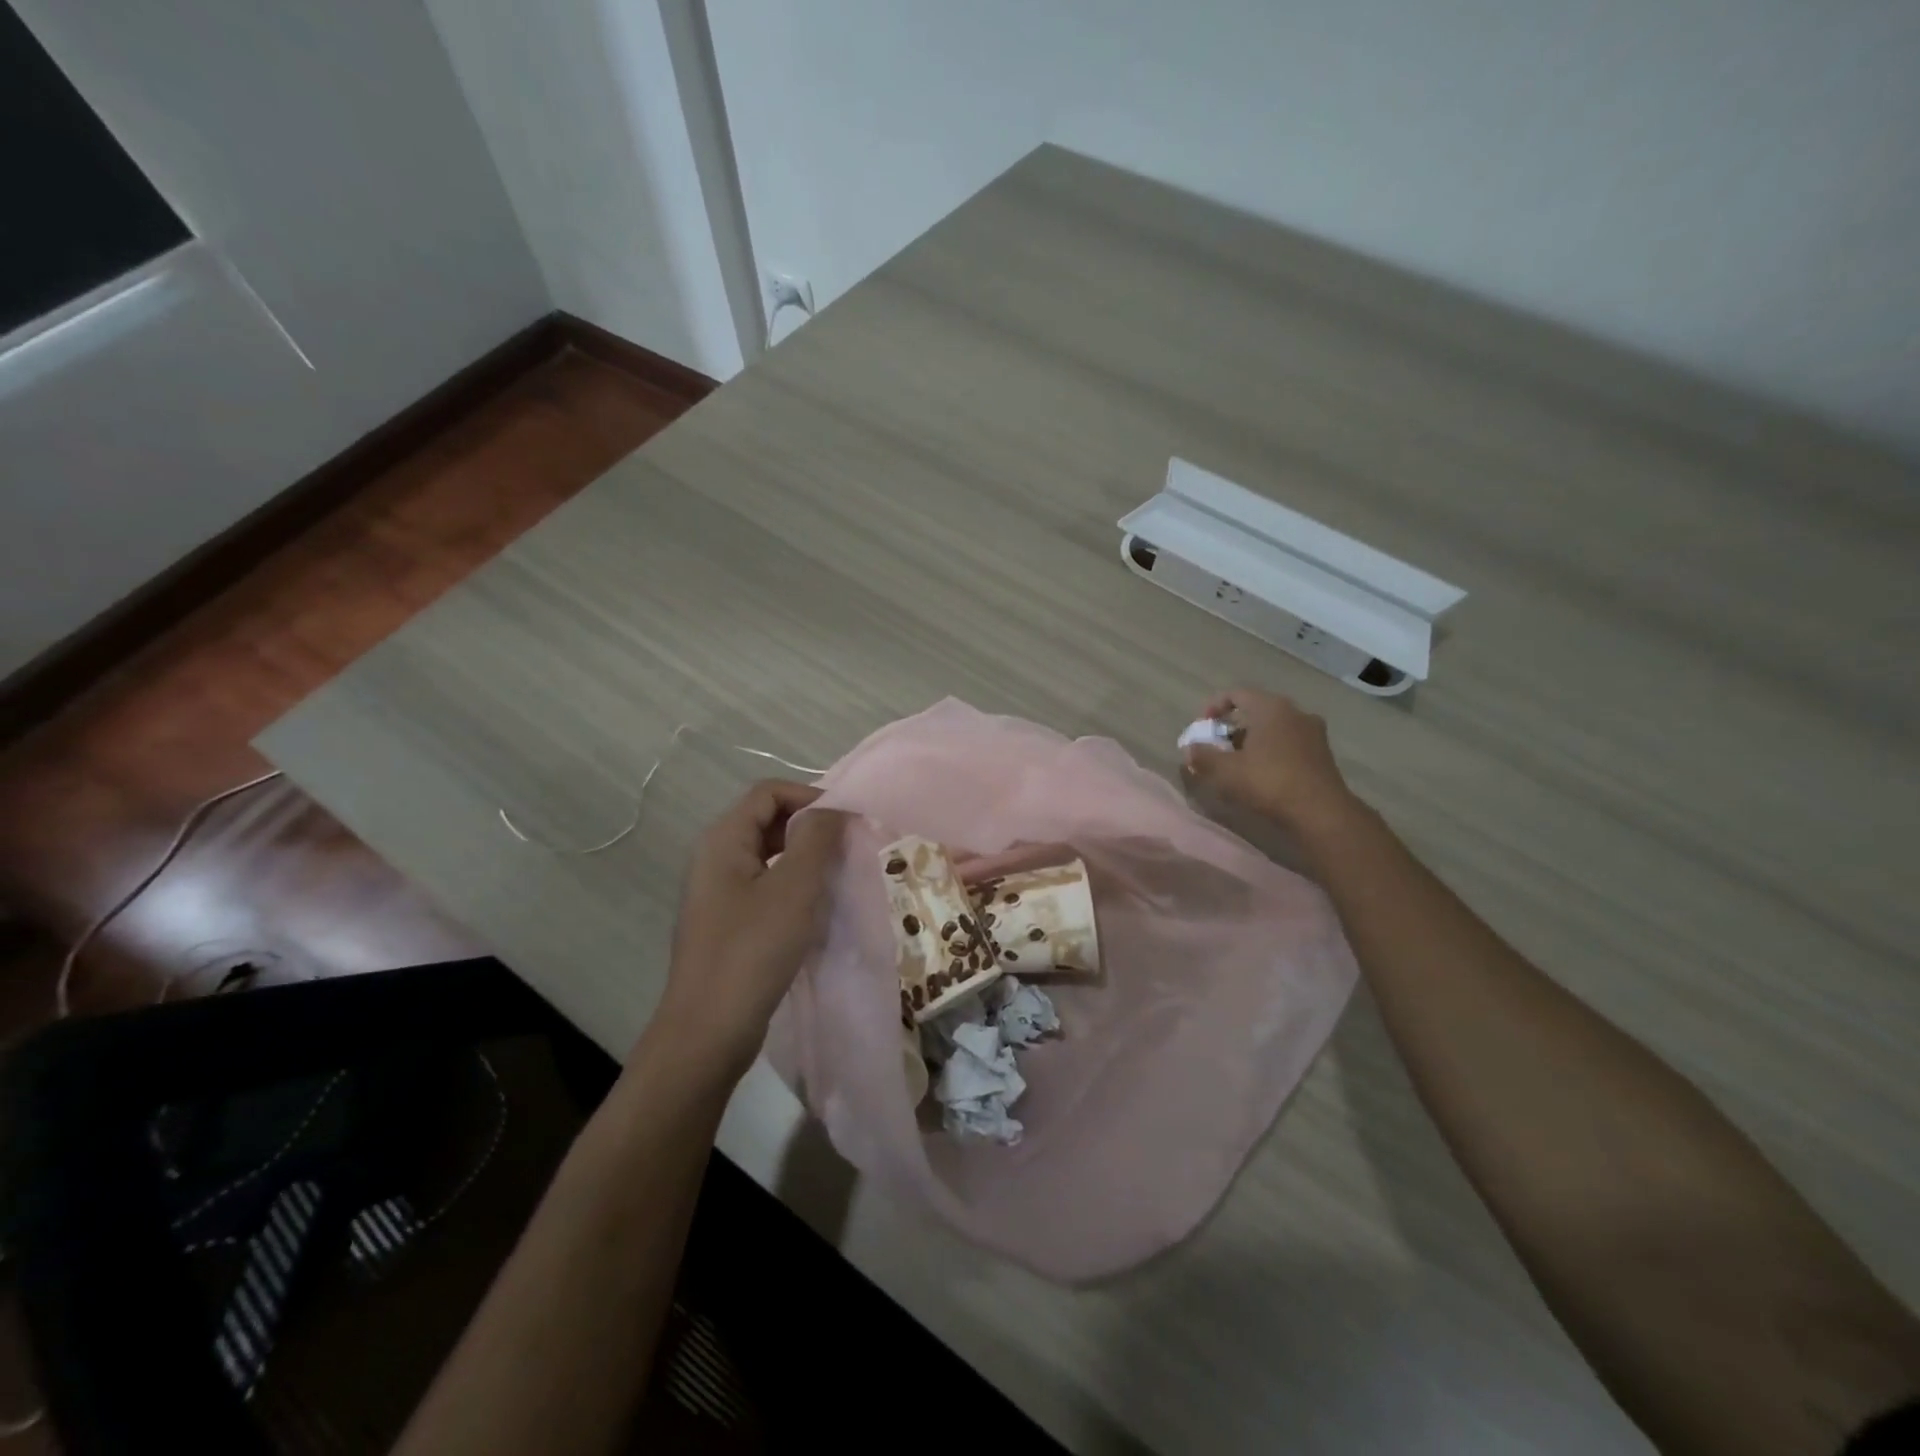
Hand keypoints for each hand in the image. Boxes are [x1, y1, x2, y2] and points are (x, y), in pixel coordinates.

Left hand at [656, 781, 847, 1076]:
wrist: (708, 1032)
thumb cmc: (753, 950)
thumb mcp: (795, 888)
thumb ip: (817, 838)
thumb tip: (834, 807)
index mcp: (723, 839)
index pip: (769, 792)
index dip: (810, 796)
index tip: (848, 821)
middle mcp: (715, 858)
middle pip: (767, 820)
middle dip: (810, 828)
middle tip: (849, 849)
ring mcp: (718, 893)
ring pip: (769, 856)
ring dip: (805, 859)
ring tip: (839, 878)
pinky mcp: (727, 924)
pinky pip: (765, 887)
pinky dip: (793, 888)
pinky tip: (816, 910)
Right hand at [1182, 688, 1356, 832]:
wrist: (1321, 812)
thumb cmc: (1269, 782)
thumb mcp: (1226, 771)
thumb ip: (1203, 756)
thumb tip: (1189, 749)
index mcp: (1271, 707)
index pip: (1236, 694)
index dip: (1213, 707)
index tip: (1202, 728)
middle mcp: (1295, 712)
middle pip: (1255, 710)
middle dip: (1232, 728)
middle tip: (1216, 747)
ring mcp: (1313, 732)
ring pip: (1273, 728)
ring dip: (1252, 741)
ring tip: (1236, 764)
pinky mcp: (1322, 753)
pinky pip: (1289, 743)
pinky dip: (1270, 751)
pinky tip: (1261, 774)